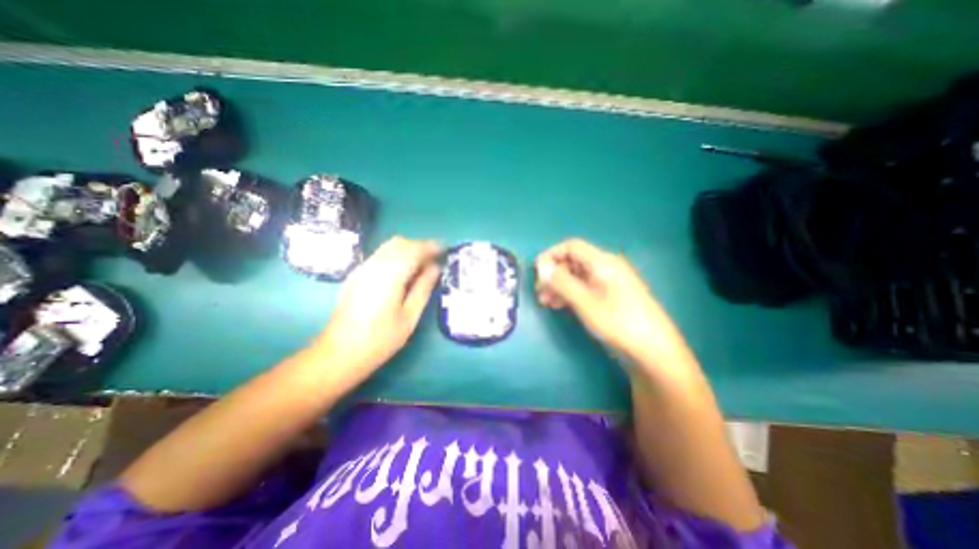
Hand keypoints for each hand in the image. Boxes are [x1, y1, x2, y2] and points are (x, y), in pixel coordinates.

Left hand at [315, 236, 441, 382]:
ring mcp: (362, 269)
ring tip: (422, 265)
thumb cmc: (380, 339)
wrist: (339, 353)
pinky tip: (403, 272)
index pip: (414, 250)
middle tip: (435, 259)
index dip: (431, 247)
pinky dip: (396, 255)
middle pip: (400, 243)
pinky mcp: (356, 275)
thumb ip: (423, 288)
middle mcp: (374, 265)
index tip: (446, 250)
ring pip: (389, 247)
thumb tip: (436, 268)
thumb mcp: (409, 316)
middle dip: (420, 246)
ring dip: (408, 250)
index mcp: (389, 275)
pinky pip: (380, 255)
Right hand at [535, 237, 686, 366]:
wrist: (653, 349)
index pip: (571, 247)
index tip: (537, 271)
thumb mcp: (585, 302)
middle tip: (539, 291)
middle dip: (554, 274)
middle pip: (573, 261)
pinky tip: (559, 305)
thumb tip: (541, 266)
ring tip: (545, 302)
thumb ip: (561, 282)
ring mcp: (608, 282)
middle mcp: (605, 267)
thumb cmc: (618, 321)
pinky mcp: (609, 296)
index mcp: (603, 262)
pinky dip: (570, 293)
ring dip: (559, 285)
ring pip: (577, 276)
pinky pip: (584, 287)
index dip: (552, 255)